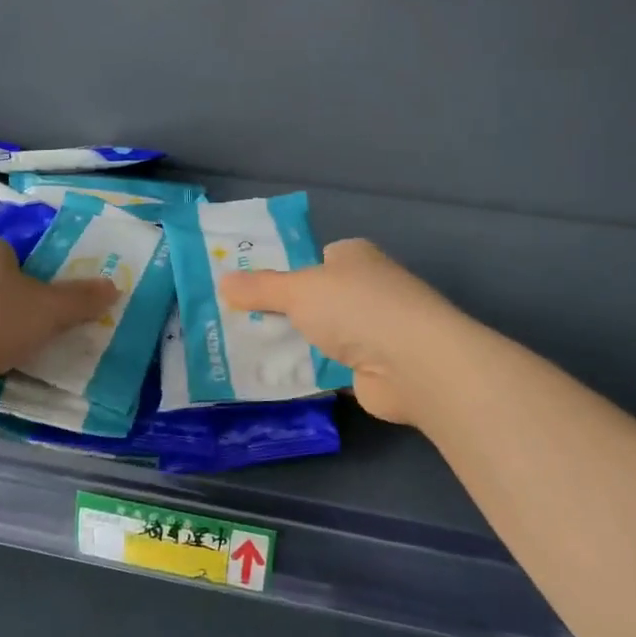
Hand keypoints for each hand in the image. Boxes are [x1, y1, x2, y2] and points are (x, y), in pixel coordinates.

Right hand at [220, 239, 465, 426]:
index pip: (315, 258)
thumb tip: (222, 282)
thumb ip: (260, 288)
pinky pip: (327, 367)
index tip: (246, 287)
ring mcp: (372, 330)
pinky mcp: (371, 369)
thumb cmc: (356, 308)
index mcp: (354, 256)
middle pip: (313, 298)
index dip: (283, 270)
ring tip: (241, 352)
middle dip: (280, 311)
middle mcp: (365, 289)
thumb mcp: (298, 290)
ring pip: (318, 334)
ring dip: (291, 344)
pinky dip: (305, 372)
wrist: (413, 364)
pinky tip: (271, 379)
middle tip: (233, 321)